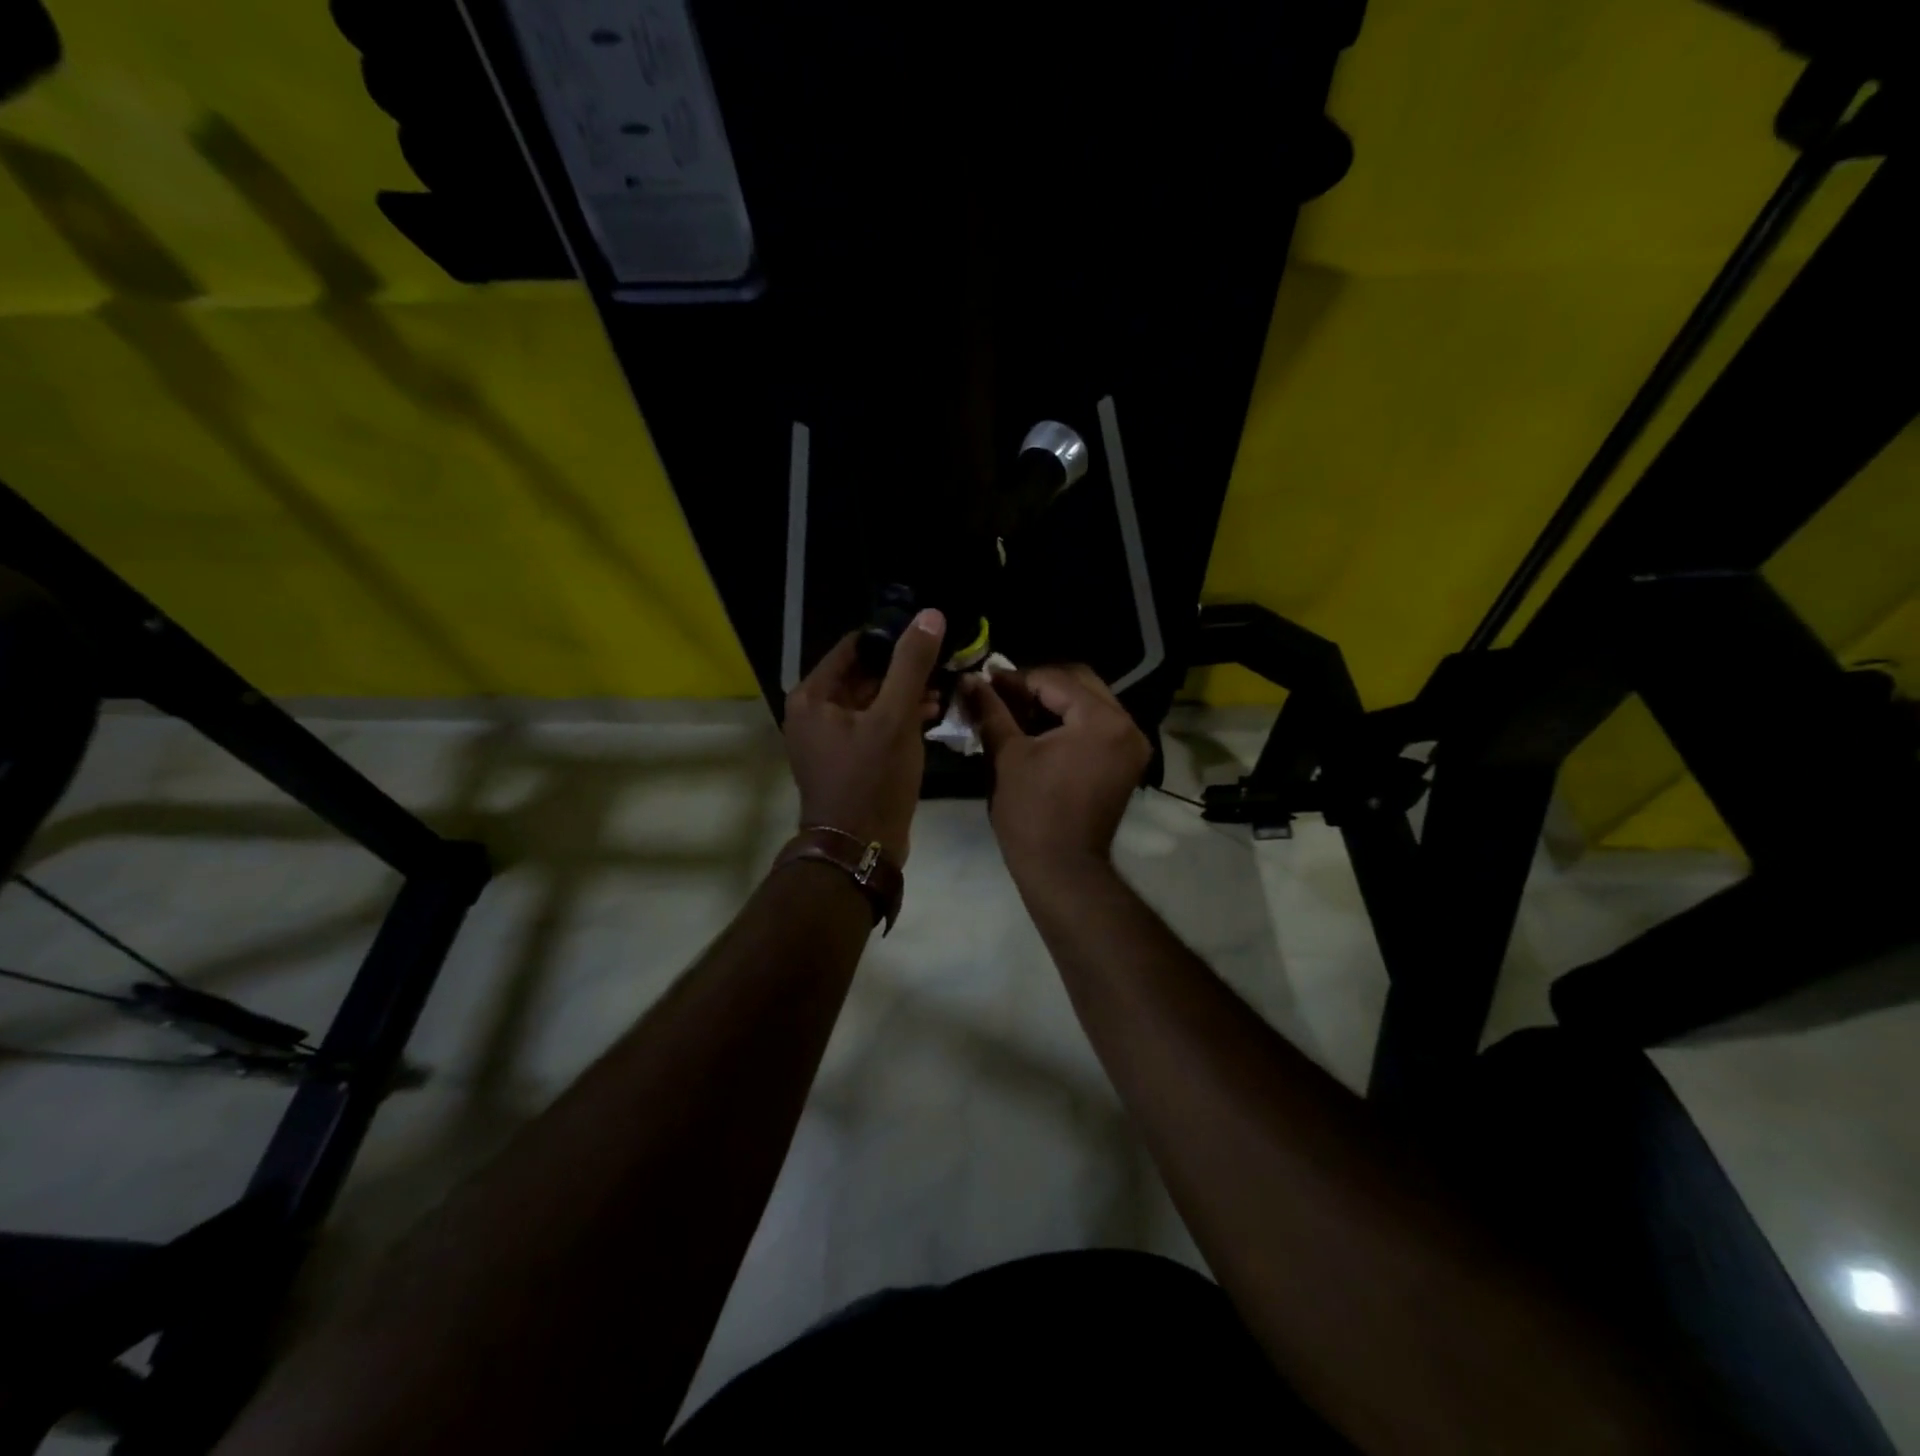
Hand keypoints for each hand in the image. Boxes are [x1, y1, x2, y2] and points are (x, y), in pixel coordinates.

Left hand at [783, 610, 945, 862]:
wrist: (860, 849)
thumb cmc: (872, 780)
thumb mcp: (895, 718)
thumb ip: (911, 665)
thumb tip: (929, 615)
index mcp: (813, 696)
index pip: (854, 646)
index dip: (891, 637)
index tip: (928, 634)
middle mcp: (814, 712)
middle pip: (863, 673)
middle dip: (903, 668)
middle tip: (943, 661)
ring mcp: (829, 738)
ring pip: (872, 700)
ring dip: (905, 693)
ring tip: (944, 688)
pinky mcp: (847, 758)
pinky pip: (873, 724)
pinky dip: (899, 717)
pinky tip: (932, 713)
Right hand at [962, 664, 1150, 875]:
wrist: (1062, 869)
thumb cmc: (1032, 812)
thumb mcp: (1007, 755)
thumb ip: (991, 710)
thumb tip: (969, 679)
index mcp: (1101, 720)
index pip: (1055, 680)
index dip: (1016, 678)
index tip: (984, 680)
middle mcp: (1127, 725)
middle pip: (1079, 683)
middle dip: (1038, 685)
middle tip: (1000, 692)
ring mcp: (1131, 745)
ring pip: (1090, 703)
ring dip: (1054, 701)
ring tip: (1014, 708)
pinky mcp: (1126, 762)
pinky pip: (1098, 725)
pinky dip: (1070, 721)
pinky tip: (1037, 727)